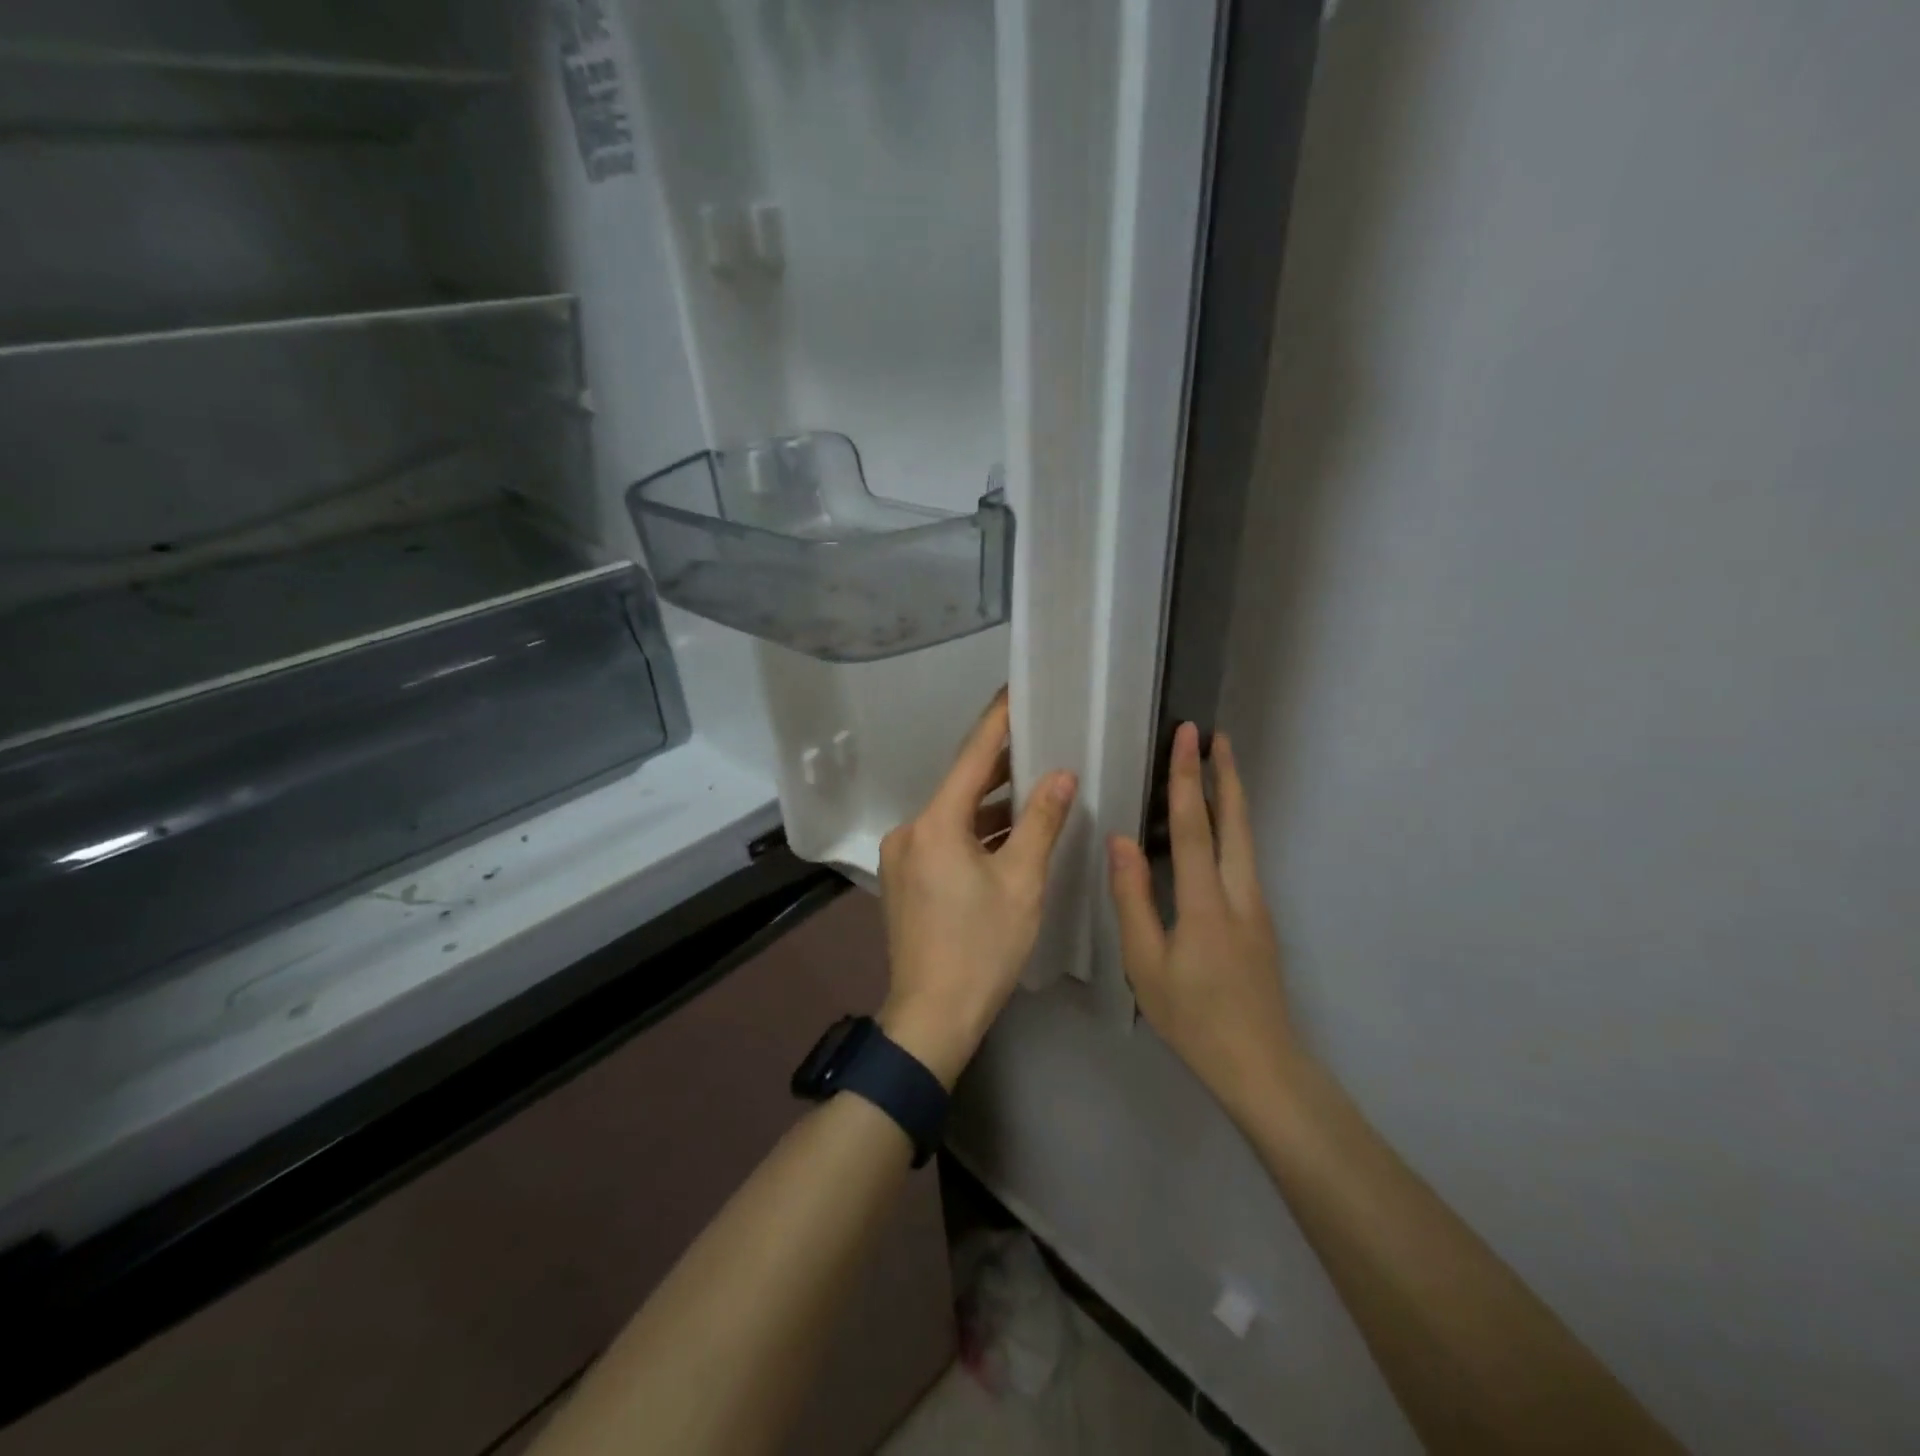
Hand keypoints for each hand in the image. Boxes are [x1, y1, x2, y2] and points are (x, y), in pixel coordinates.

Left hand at [877, 690, 1077, 1086]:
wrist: (932, 1016)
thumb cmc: (982, 948)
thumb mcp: (1022, 882)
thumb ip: (1041, 822)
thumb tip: (1061, 776)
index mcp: (935, 824)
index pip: (972, 758)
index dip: (997, 723)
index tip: (1015, 692)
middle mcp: (910, 831)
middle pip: (960, 786)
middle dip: (999, 765)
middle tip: (1039, 739)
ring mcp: (902, 857)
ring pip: (952, 815)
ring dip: (989, 804)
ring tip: (1033, 784)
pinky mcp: (904, 880)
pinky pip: (943, 839)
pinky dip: (974, 832)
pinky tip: (1005, 833)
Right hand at [1108, 722, 1296, 1120]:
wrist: (1261, 1065)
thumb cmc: (1194, 1018)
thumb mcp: (1146, 964)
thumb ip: (1133, 900)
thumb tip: (1121, 841)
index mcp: (1206, 902)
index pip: (1195, 826)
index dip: (1188, 778)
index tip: (1188, 737)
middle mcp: (1239, 893)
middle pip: (1236, 821)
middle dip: (1226, 774)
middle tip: (1215, 736)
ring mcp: (1256, 906)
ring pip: (1246, 838)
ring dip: (1232, 797)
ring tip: (1218, 767)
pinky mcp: (1259, 920)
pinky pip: (1243, 858)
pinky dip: (1231, 826)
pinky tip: (1217, 828)